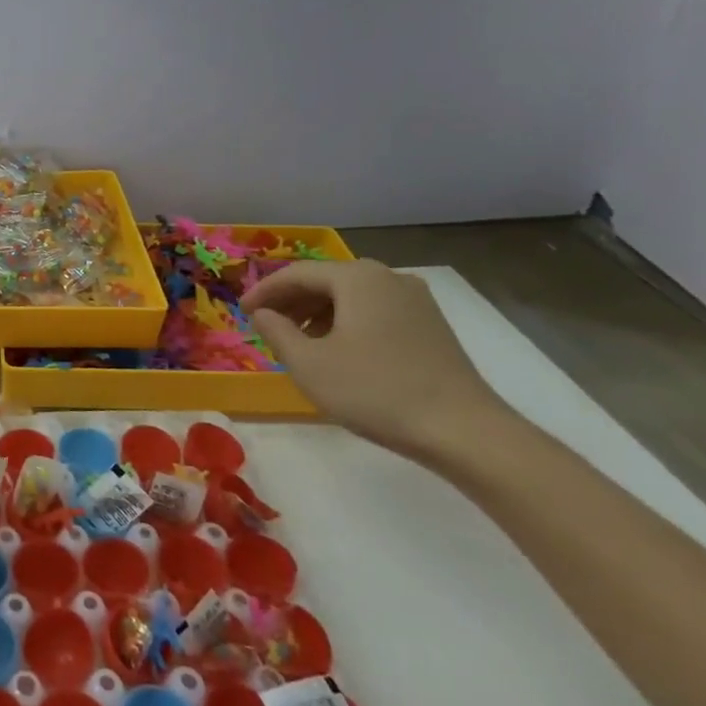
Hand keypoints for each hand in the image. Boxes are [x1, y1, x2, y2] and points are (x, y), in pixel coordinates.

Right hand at [241, 259, 507, 461]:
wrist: (464, 431)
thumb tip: (261, 314)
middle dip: (290, 301)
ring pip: (351, 296)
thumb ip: (276, 331)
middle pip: (325, 280)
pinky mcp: (431, 325)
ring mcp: (415, 300)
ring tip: (297, 342)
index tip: (241, 312)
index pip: (296, 273)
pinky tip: (337, 351)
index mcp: (357, 278)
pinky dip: (346, 322)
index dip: (263, 291)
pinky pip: (374, 311)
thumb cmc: (375, 391)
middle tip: (265, 325)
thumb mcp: (308, 363)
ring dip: (317, 313)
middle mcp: (388, 277)